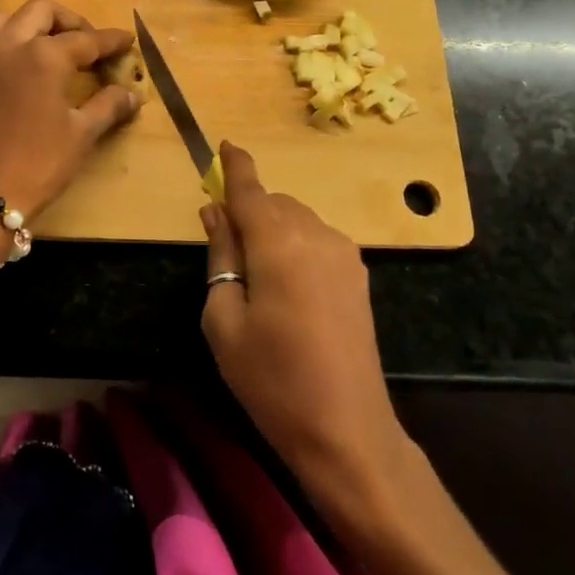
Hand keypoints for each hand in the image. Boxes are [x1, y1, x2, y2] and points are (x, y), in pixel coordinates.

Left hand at [0, 0, 141, 220]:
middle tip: (89, 45)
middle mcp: (11, 45)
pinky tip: (22, 66)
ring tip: (53, 47)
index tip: (127, 40)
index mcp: (44, 55)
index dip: (110, 40)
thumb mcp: (81, 134)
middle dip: (71, 21)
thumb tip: (133, 95)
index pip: (86, 39)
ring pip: (8, 17)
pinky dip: (7, 41)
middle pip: (43, 11)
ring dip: (33, 23)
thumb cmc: (40, 163)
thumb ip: (108, 106)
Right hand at [200, 142, 412, 517]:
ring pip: (298, 219)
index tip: (225, 145)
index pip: (250, 190)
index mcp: (278, 243)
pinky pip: (318, 240)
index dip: (236, 166)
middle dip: (249, 211)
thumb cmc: (271, 379)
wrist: (346, 429)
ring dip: (274, 229)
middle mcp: (316, 235)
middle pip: (274, 203)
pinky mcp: (359, 275)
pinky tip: (288, 286)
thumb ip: (221, 255)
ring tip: (257, 276)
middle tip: (227, 247)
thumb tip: (215, 212)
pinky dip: (295, 244)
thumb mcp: (224, 319)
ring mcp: (344, 254)